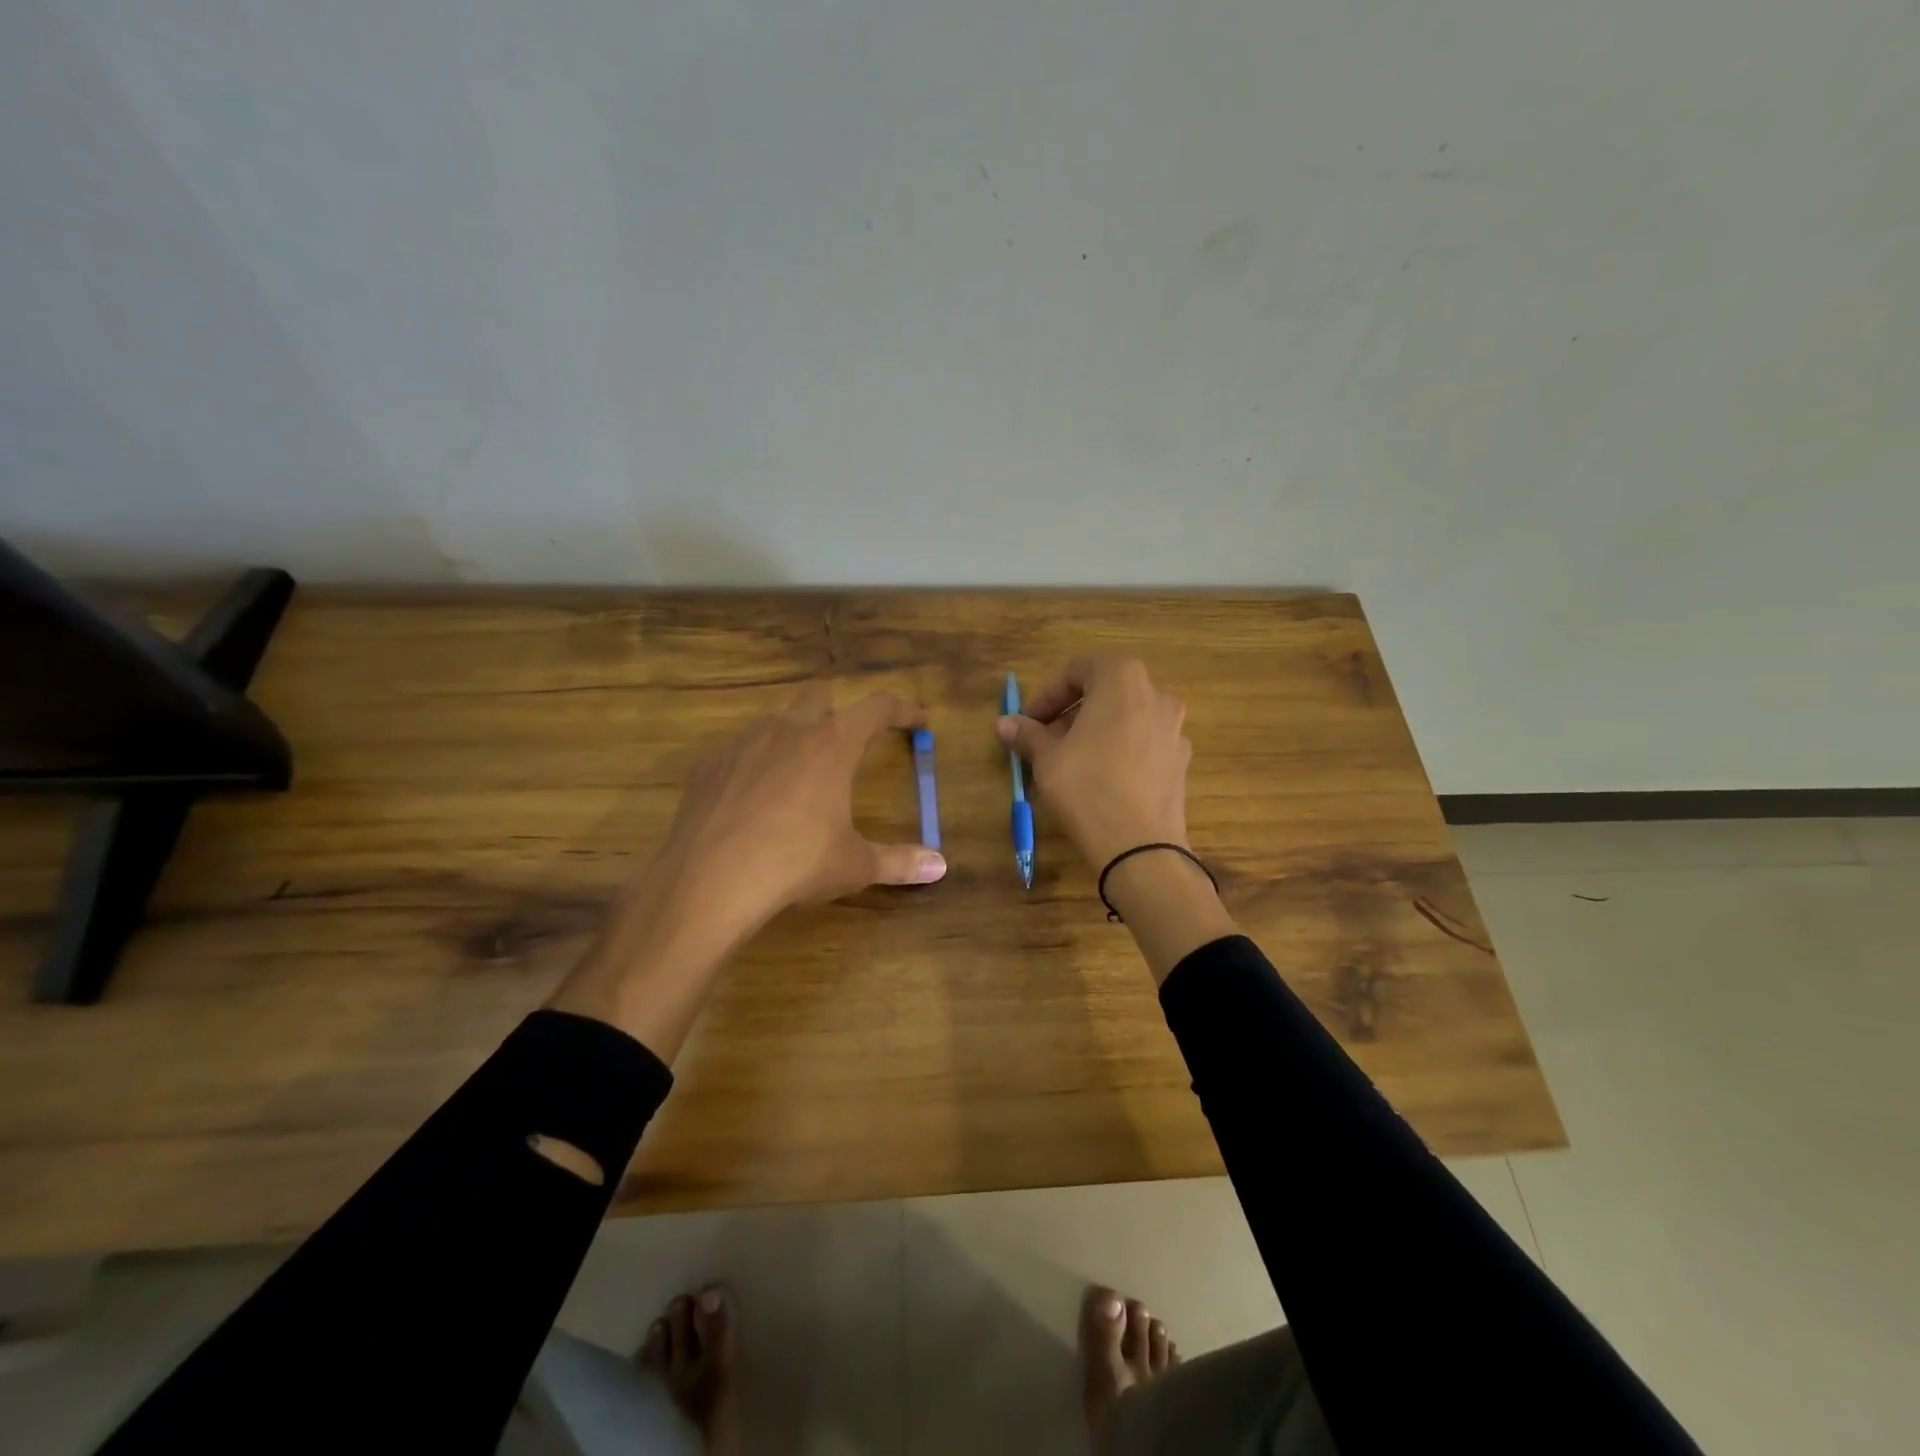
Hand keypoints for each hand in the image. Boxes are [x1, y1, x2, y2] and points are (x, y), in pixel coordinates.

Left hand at [652, 683, 946, 935]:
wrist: (711, 879)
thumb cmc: (795, 864)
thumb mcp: (854, 865)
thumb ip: (899, 861)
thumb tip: (940, 867)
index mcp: (833, 744)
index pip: (879, 707)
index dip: (904, 711)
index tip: (918, 721)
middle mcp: (789, 729)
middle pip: (820, 694)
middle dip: (839, 710)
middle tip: (848, 743)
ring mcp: (744, 741)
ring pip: (776, 720)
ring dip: (794, 736)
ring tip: (798, 776)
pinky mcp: (709, 762)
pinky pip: (740, 749)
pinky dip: (755, 763)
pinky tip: (753, 798)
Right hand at [998, 657, 1231, 983]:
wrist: (1141, 848)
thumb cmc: (1087, 788)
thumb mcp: (1047, 759)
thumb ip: (1028, 734)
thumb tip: (1005, 723)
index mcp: (1122, 680)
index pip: (1077, 671)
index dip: (1047, 695)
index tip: (1029, 722)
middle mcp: (1156, 695)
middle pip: (1105, 691)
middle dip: (1071, 712)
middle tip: (1046, 741)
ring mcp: (1174, 728)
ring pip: (1125, 717)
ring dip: (1095, 730)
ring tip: (1071, 761)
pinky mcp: (1181, 760)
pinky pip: (1143, 742)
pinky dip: (1119, 749)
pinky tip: (1101, 779)